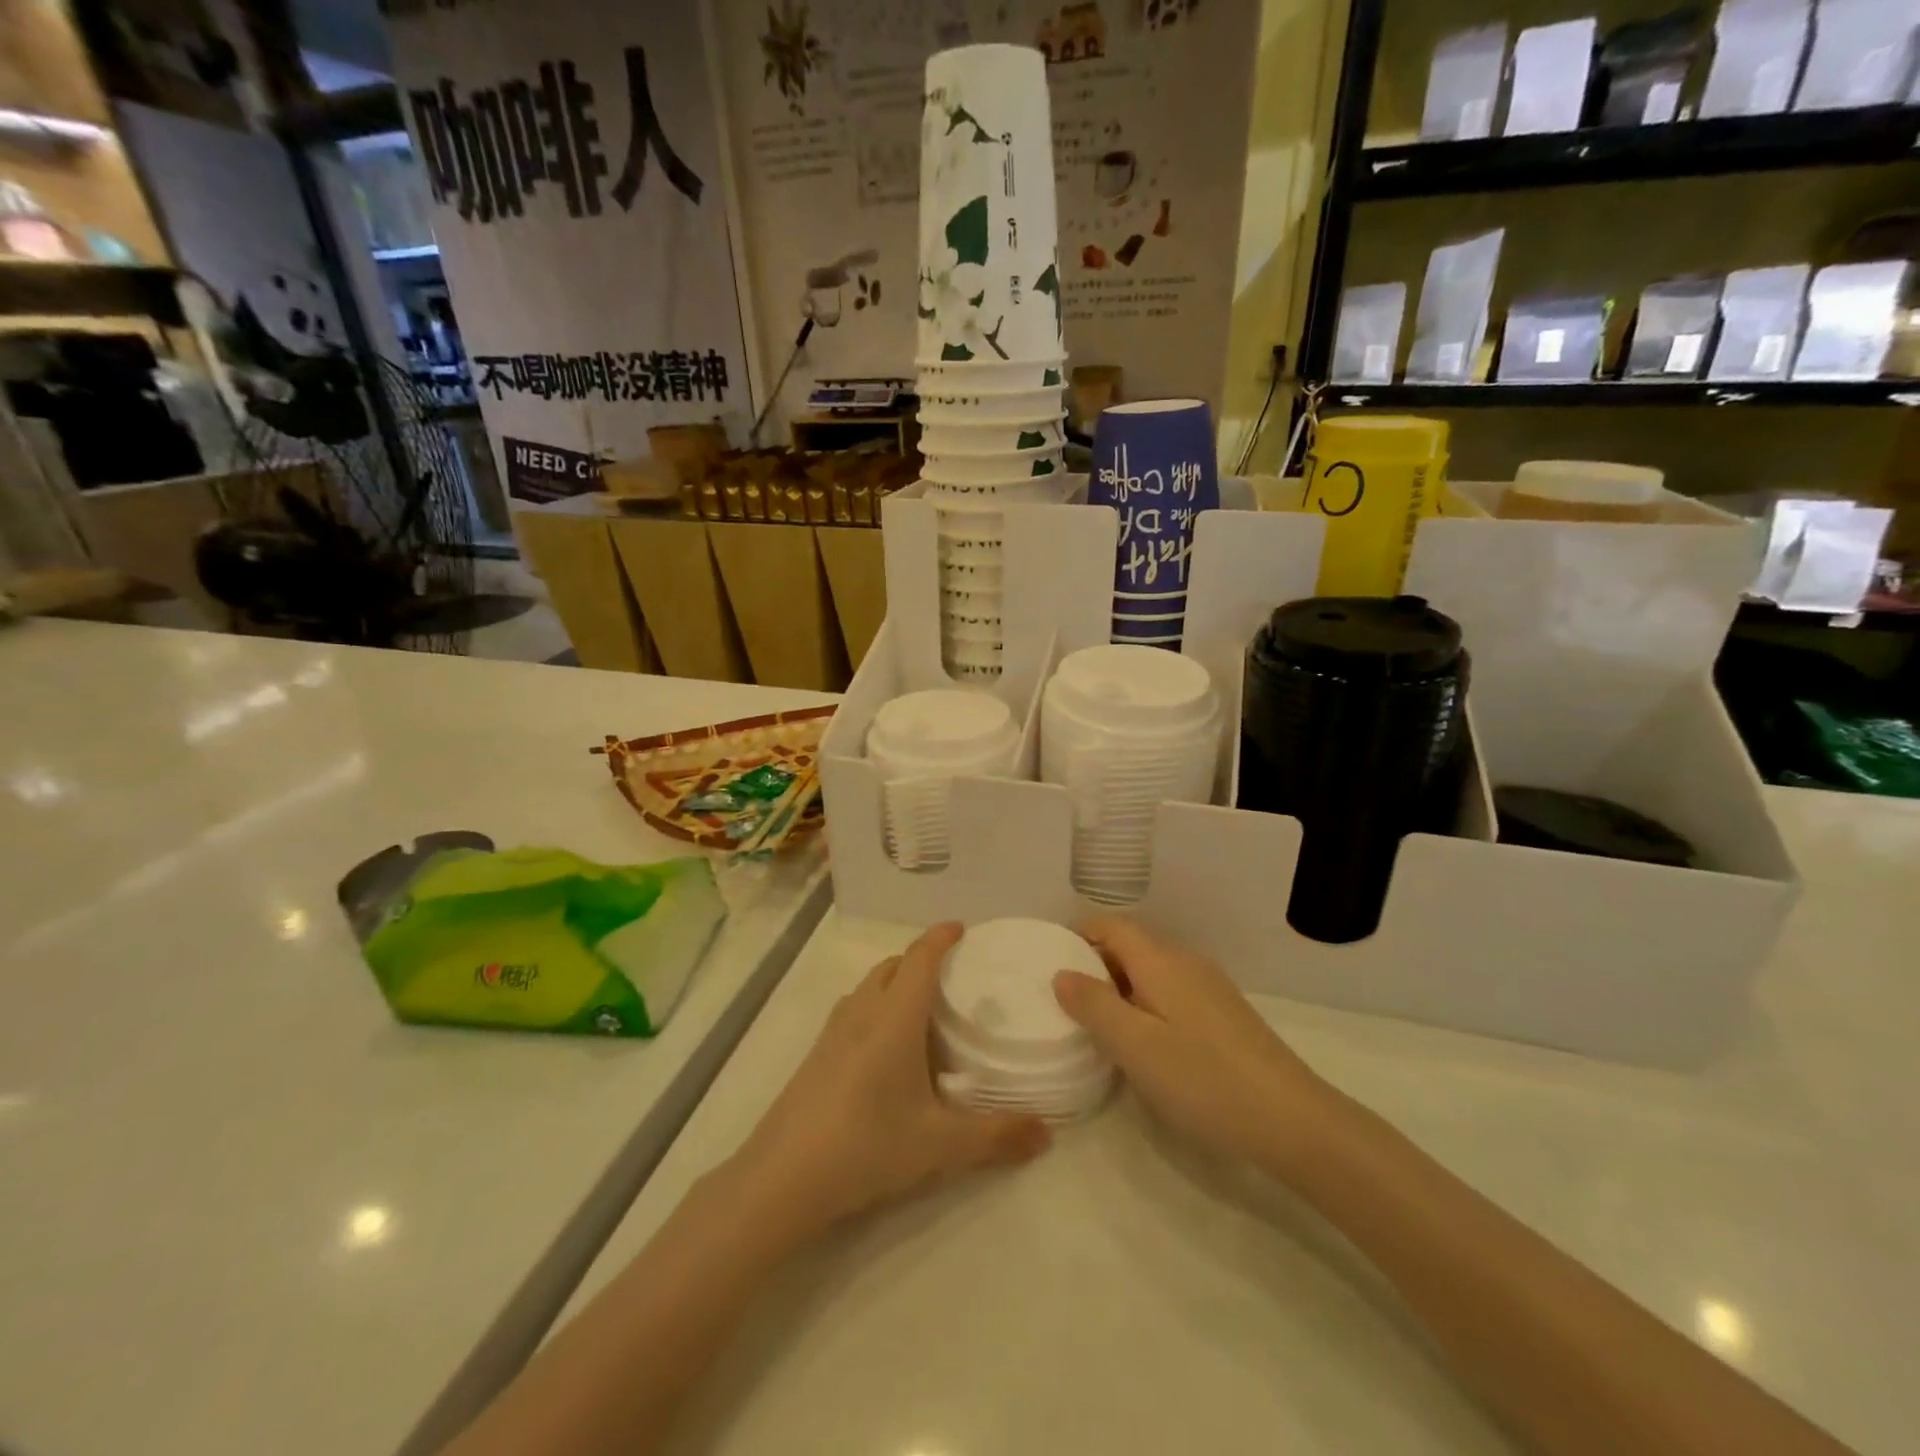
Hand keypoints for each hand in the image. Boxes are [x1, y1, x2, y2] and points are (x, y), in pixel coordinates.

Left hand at [727, 922, 1050, 1244]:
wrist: (782, 1178)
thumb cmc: (867, 1145)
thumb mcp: (939, 1145)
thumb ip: (996, 1136)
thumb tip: (1048, 1134)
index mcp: (894, 1018)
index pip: (920, 958)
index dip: (940, 937)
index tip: (961, 928)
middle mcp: (862, 1012)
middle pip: (893, 966)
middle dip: (920, 959)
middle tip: (952, 975)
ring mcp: (833, 1032)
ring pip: (869, 986)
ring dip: (895, 982)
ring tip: (922, 1008)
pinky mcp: (816, 1054)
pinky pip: (853, 1010)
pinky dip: (876, 1006)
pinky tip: (885, 1048)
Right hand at [1053, 916, 1335, 1171]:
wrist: (1291, 1119)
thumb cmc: (1203, 1078)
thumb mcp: (1134, 1045)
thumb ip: (1093, 1005)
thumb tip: (1062, 974)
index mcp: (1160, 960)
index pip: (1111, 925)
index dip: (1078, 933)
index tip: (1049, 959)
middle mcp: (1185, 962)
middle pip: (1130, 945)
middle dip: (1095, 963)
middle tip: (1065, 999)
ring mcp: (1209, 986)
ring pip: (1151, 971)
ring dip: (1120, 986)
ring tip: (1097, 1023)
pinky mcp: (1224, 1013)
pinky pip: (1171, 991)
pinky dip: (1145, 1002)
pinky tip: (1143, 1041)